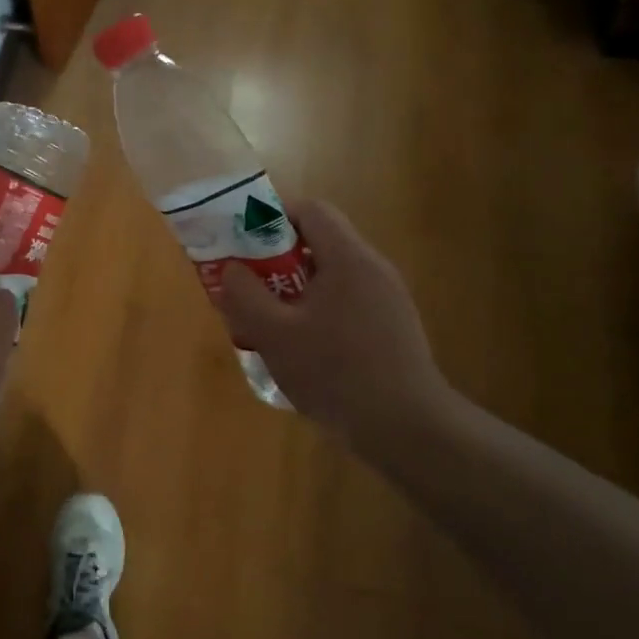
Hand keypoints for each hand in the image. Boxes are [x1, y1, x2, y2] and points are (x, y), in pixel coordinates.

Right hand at [219, 200, 454, 452]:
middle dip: (275, 259)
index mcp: (348, 258)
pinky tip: (300, 349)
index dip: (272, 217)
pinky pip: (346, 303)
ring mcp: (387, 299)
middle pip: (318, 243)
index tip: (243, 242)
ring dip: (294, 290)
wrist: (406, 428)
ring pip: (330, 277)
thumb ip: (245, 295)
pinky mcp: (392, 328)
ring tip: (266, 322)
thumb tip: (232, 269)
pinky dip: (316, 312)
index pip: (310, 210)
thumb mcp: (274, 334)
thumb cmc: (335, 372)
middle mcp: (373, 269)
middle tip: (247, 286)